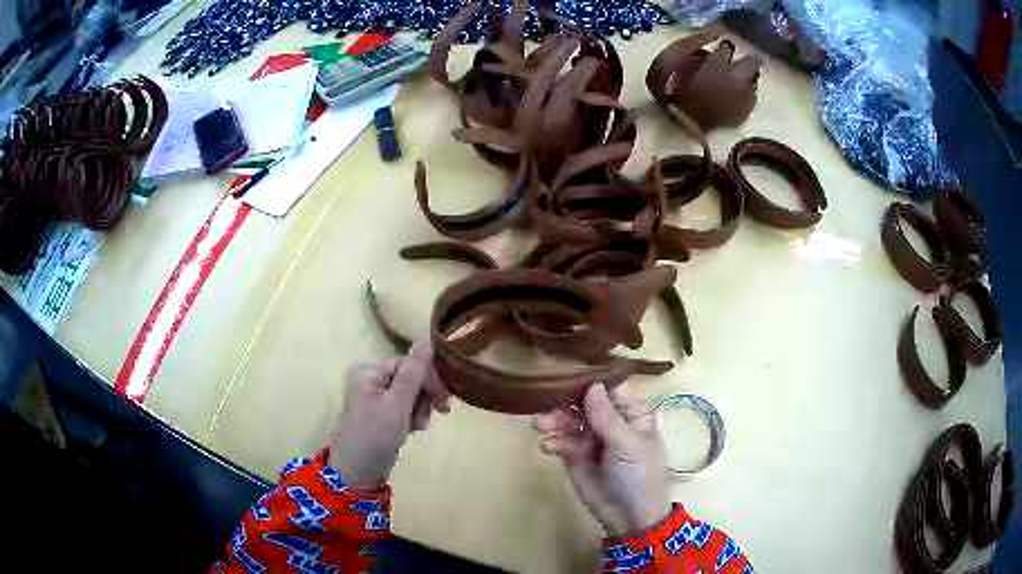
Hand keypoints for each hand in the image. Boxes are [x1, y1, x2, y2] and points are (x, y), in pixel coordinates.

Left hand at [329, 341, 450, 489]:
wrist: (356, 473)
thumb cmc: (375, 435)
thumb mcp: (397, 404)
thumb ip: (413, 373)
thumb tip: (426, 339)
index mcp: (372, 374)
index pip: (409, 363)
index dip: (428, 378)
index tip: (444, 399)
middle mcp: (374, 384)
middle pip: (411, 378)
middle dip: (424, 396)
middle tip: (436, 414)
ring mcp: (378, 403)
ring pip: (411, 396)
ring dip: (420, 410)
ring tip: (417, 427)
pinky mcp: (384, 419)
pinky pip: (406, 410)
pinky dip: (413, 419)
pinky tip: (412, 431)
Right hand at [533, 383, 671, 536]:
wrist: (629, 517)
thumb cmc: (640, 475)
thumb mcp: (628, 445)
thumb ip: (607, 417)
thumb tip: (592, 384)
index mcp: (630, 411)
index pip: (610, 384)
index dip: (590, 374)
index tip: (565, 363)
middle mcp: (608, 418)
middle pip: (582, 398)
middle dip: (564, 398)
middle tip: (545, 402)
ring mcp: (590, 436)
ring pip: (567, 417)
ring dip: (553, 418)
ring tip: (541, 425)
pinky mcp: (573, 453)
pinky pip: (559, 439)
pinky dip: (552, 440)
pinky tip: (549, 447)